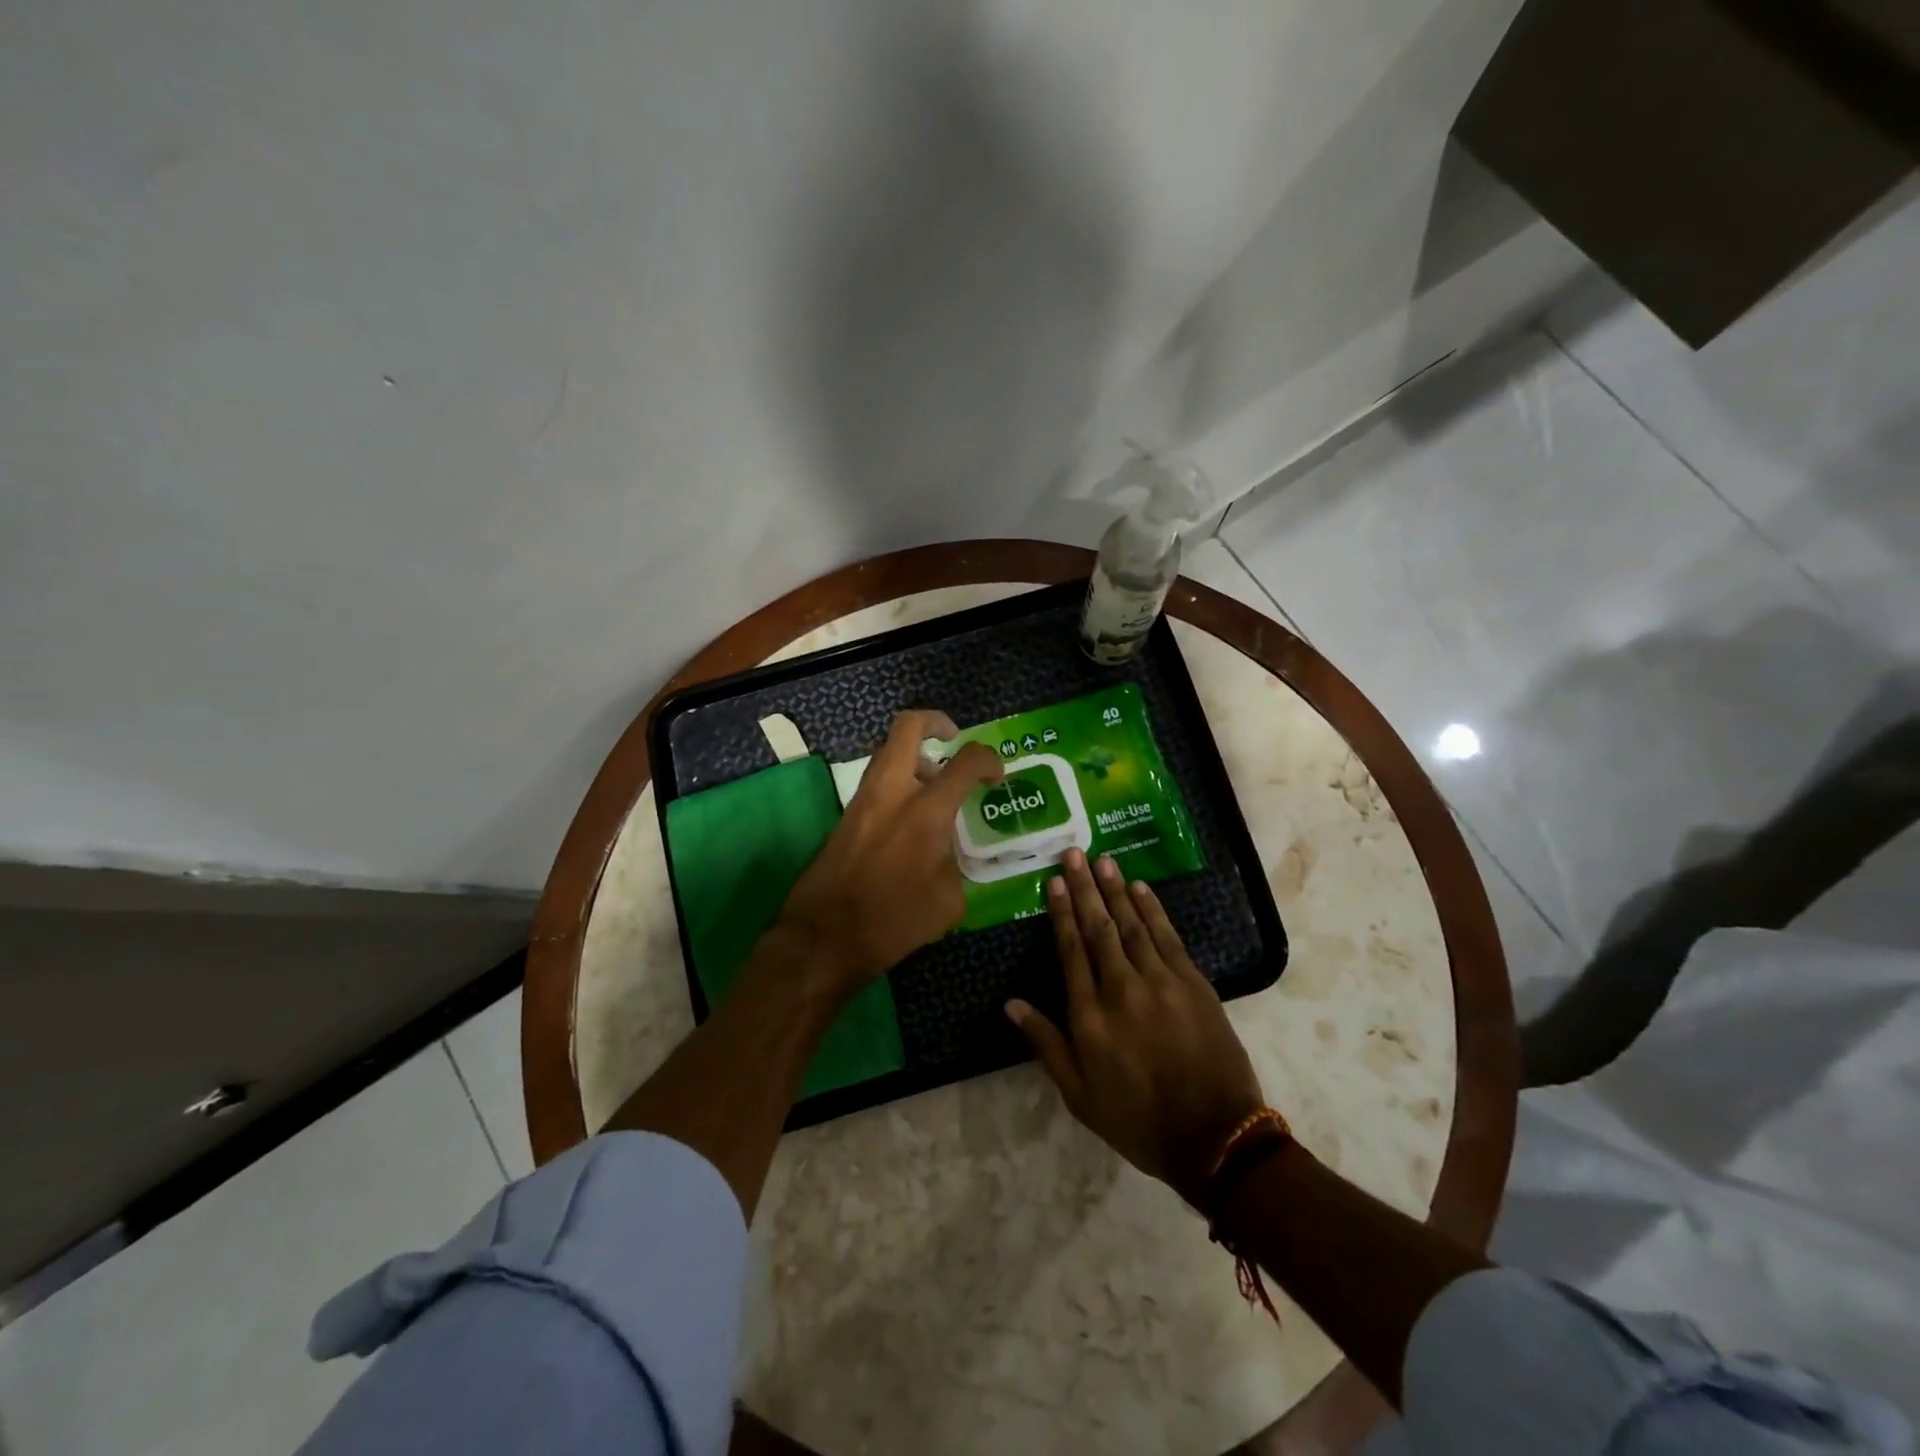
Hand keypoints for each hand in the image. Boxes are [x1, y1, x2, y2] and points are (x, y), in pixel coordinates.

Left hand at [775, 710, 1003, 991]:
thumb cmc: (893, 922)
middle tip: (953, 740)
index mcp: (925, 811)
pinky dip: (897, 782)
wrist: (824, 938)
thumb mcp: (948, 901)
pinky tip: (911, 817)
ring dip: (914, 755)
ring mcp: (862, 800)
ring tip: (934, 784)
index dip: (989, 760)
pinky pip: (876, 781)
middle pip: (908, 726)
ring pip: (886, 751)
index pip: (966, 761)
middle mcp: (891, 792)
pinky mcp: (845, 816)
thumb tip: (948, 851)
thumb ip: (954, 862)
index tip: (996, 777)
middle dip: (935, 722)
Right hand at [1007, 849, 1264, 1206]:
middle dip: (1084, 888)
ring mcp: (1161, 982)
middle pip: (1098, 927)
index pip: (1070, 950)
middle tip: (1074, 853)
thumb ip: (1046, 1044)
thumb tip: (1010, 1004)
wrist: (1215, 1137)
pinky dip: (1153, 910)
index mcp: (1090, 1016)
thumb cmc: (1138, 1120)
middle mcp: (1121, 988)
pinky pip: (1168, 937)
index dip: (1061, 913)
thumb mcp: (1079, 1095)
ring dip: (1116, 890)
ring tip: (1103, 861)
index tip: (1053, 882)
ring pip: (1132, 925)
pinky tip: (1141, 889)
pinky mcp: (1193, 983)